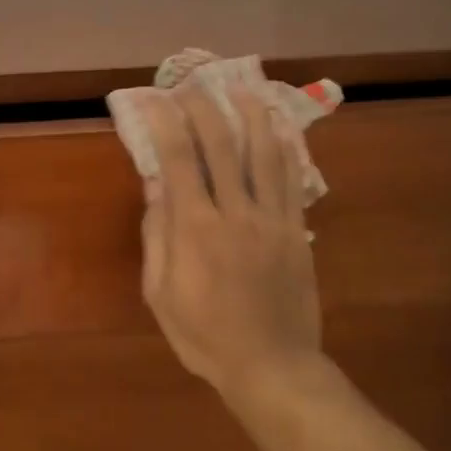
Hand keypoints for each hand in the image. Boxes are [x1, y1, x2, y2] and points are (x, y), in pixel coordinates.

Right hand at [139, 82, 324, 396]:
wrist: (272, 366)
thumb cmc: (204, 335)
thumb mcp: (160, 293)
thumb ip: (157, 236)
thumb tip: (155, 185)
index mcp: (195, 229)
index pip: (178, 158)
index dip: (165, 121)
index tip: (154, 98)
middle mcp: (234, 212)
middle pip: (221, 144)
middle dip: (205, 107)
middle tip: (193, 83)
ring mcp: (271, 219)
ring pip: (263, 153)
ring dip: (251, 114)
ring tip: (242, 88)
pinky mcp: (296, 230)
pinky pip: (292, 179)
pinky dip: (284, 148)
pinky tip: (278, 127)